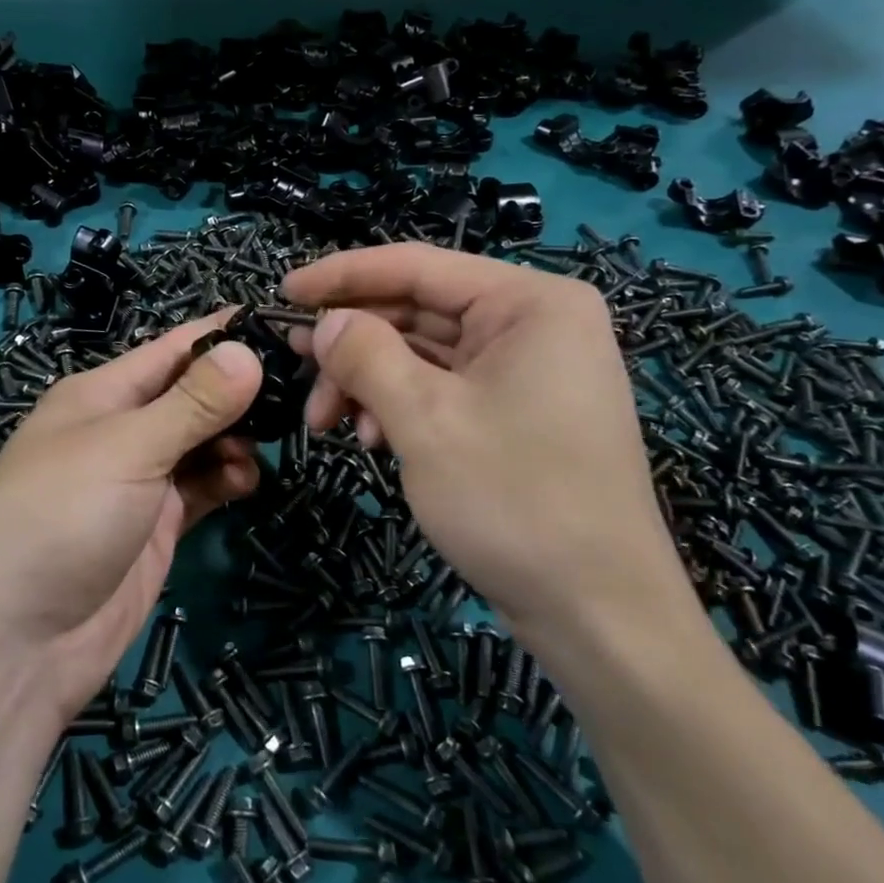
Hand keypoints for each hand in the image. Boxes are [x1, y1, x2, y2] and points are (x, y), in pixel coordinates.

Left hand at [0, 315, 263, 718]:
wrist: (20, 643)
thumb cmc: (63, 518)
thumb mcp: (128, 449)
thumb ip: (193, 402)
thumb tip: (247, 351)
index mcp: (101, 394)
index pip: (172, 348)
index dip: (224, 334)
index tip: (284, 326)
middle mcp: (121, 429)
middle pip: (192, 395)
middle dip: (238, 392)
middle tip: (297, 394)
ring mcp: (140, 480)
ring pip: (202, 442)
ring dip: (235, 440)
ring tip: (258, 449)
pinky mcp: (156, 524)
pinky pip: (202, 487)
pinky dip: (226, 479)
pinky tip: (244, 483)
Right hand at [282, 244, 701, 655]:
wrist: (600, 616)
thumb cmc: (514, 501)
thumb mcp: (424, 419)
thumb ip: (365, 355)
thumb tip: (325, 322)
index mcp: (531, 303)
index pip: (418, 266)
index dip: (343, 276)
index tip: (284, 293)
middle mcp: (537, 323)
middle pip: (420, 311)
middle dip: (353, 343)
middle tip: (294, 365)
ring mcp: (532, 370)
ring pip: (426, 354)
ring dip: (370, 381)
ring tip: (326, 422)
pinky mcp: (521, 412)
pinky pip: (446, 388)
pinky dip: (400, 406)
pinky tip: (371, 440)